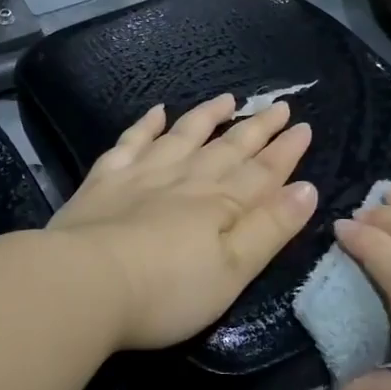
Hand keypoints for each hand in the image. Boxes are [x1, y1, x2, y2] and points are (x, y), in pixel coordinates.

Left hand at [48, 94, 317, 350]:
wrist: (84, 283)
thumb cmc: (166, 290)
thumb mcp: (232, 271)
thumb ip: (270, 229)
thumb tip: (307, 188)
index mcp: (220, 204)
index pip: (262, 172)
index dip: (286, 151)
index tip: (304, 127)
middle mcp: (186, 179)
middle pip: (228, 149)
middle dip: (258, 128)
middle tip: (280, 106)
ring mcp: (143, 174)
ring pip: (183, 135)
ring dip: (208, 116)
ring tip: (228, 99)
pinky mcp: (105, 180)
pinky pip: (131, 142)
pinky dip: (146, 125)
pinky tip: (157, 111)